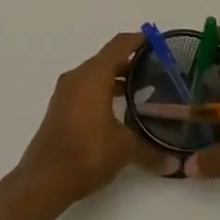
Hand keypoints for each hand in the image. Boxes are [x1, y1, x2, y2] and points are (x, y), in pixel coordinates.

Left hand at [10, 33, 176, 211]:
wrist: (44, 179)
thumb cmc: (87, 152)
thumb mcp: (125, 149)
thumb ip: (151, 150)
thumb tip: (175, 163)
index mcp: (93, 75)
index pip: (119, 45)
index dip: (139, 41)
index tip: (158, 43)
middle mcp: (77, 77)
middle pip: (107, 59)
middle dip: (131, 63)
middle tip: (157, 71)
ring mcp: (65, 93)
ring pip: (96, 76)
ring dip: (117, 80)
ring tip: (142, 92)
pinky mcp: (60, 110)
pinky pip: (86, 90)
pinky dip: (104, 92)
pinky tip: (119, 112)